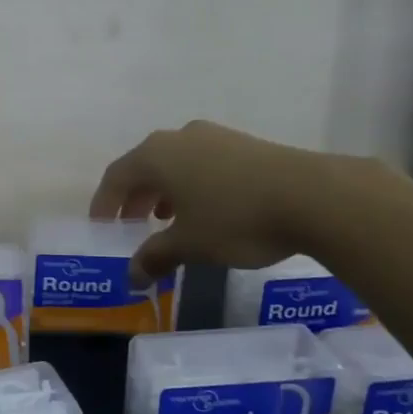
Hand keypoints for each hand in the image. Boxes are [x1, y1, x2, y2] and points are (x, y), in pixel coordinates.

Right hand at [89, 120, 376, 282]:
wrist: (311, 195)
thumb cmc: (235, 219)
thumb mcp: (190, 244)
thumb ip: (155, 256)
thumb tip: (132, 276)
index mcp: (156, 155)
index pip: (116, 176)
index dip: (104, 204)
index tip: (101, 228)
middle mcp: (179, 137)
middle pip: (144, 166)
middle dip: (134, 198)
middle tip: (132, 227)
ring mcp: (214, 137)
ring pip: (175, 164)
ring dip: (164, 192)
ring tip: (168, 221)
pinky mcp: (243, 144)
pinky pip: (202, 163)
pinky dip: (191, 186)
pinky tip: (206, 210)